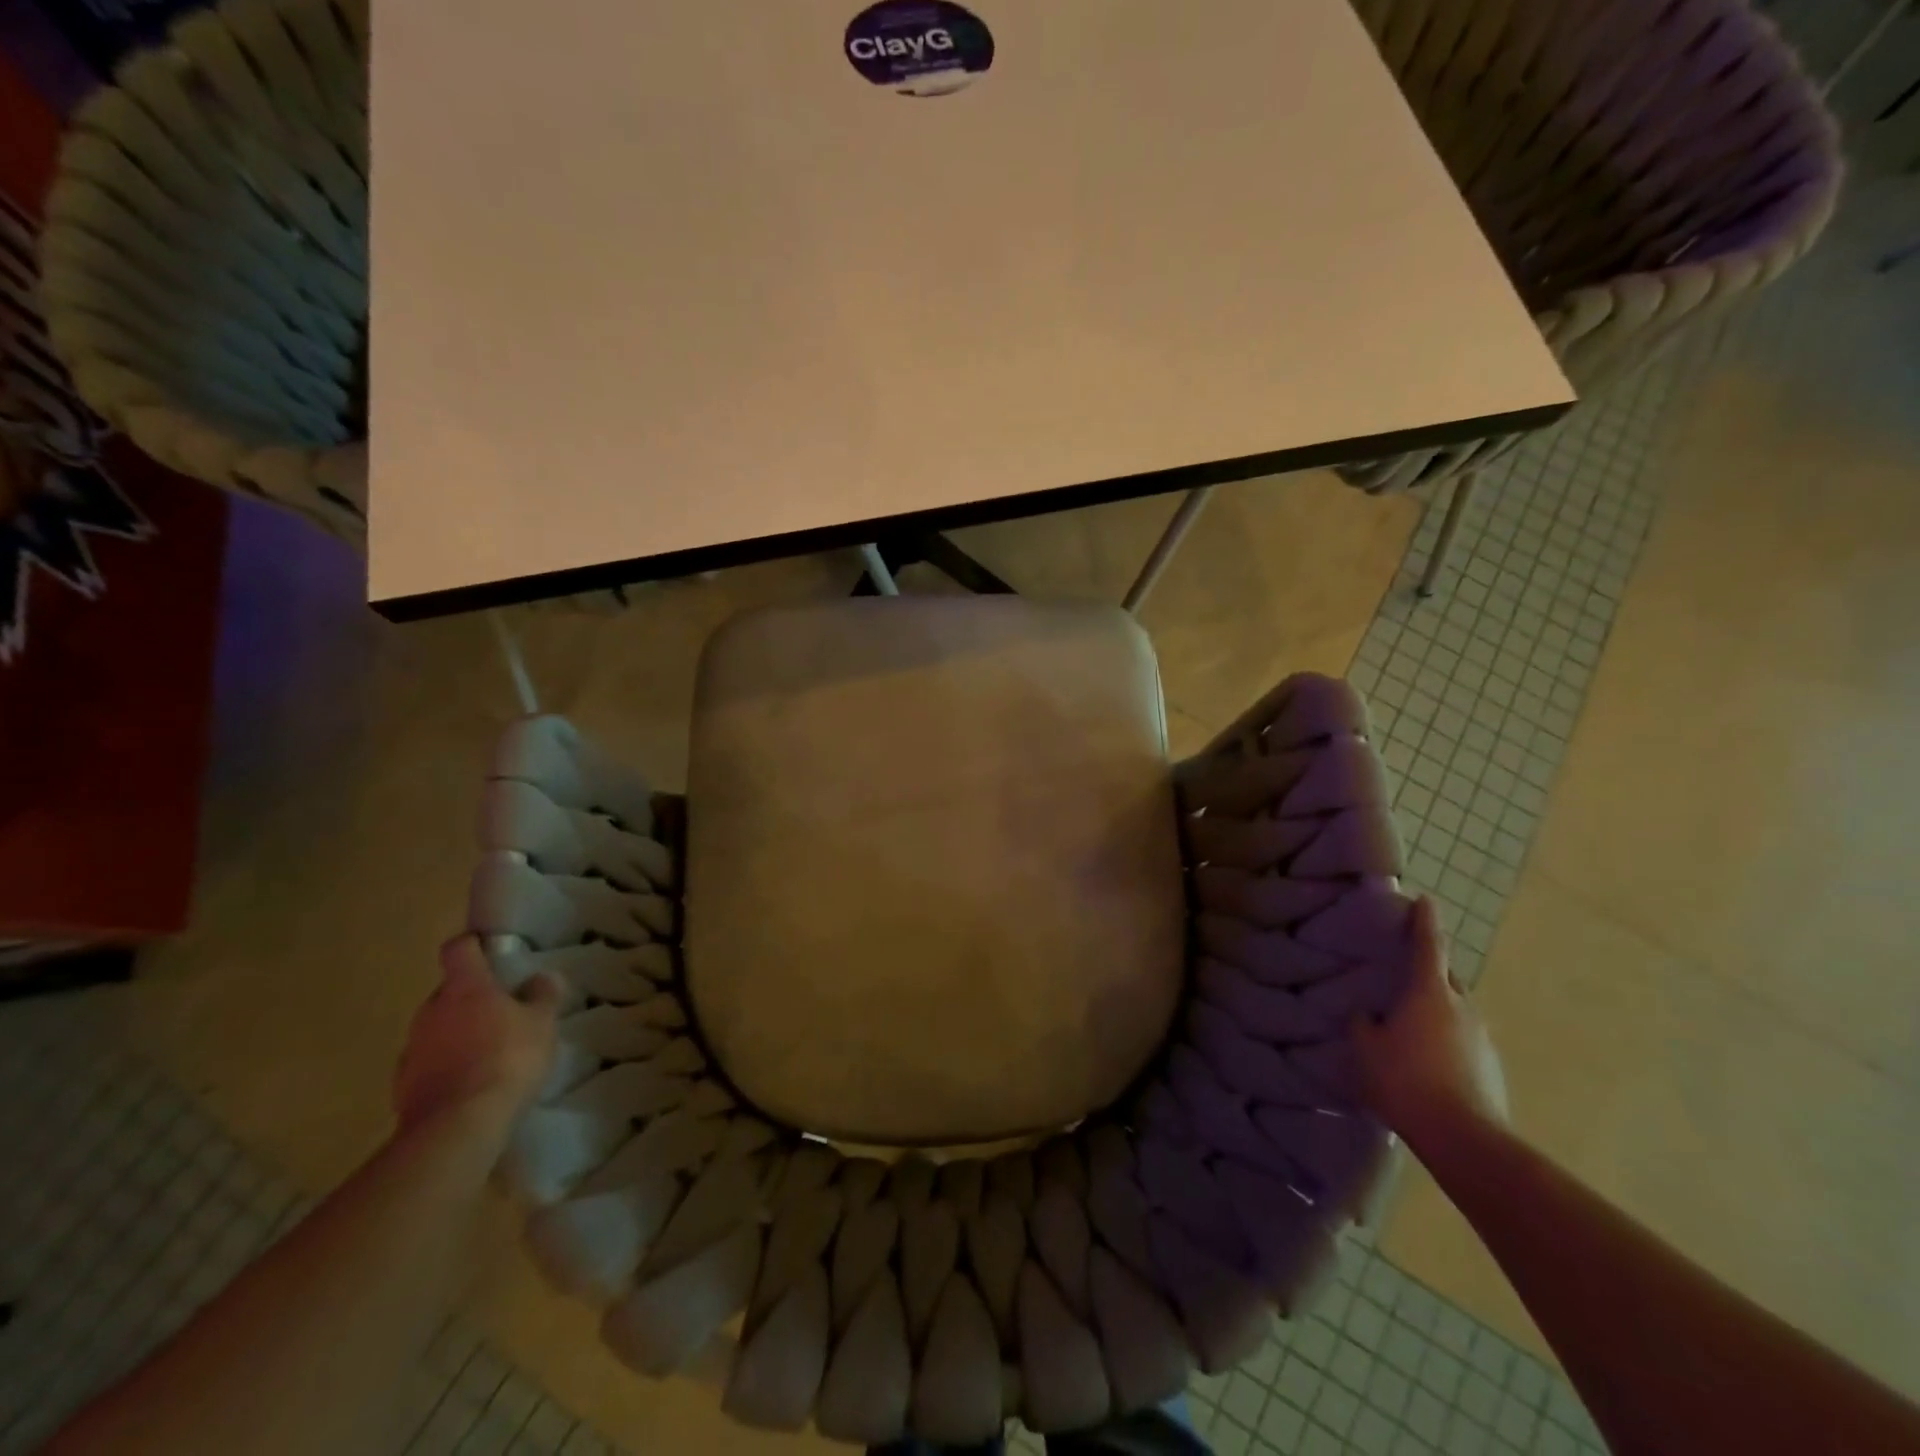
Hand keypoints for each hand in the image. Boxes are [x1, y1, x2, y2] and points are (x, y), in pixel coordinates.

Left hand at [393, 936, 560, 1134]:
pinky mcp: (403, 1086)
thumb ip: (542, 996)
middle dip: (471, 997)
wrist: (457, 1126)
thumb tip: (541, 977)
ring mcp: (412, 1049)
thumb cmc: (507, 1059)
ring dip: (457, 1033)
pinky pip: (428, 1064)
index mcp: (464, 987)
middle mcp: (431, 1011)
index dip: (473, 945)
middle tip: (502, 1010)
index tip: (489, 949)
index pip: (459, 949)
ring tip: (488, 1052)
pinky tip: (470, 1084)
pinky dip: (446, 1067)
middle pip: (448, 991)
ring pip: (437, 1029)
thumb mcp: (542, 1023)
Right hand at [1353, 897, 1507, 1147]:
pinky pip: (1462, 1041)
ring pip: (1456, 1011)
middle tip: (1404, 974)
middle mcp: (1462, 1007)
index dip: (1425, 921)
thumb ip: (1364, 1024)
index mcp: (1430, 993)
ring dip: (1436, 1011)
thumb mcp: (1367, 1049)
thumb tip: (1368, 1015)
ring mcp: (1482, 1039)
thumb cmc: (1407, 1081)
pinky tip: (1427, 1062)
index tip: (1425, 899)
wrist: (1465, 1139)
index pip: (1428, 946)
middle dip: (1428, 971)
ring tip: (1411, 1026)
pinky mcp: (1491, 1068)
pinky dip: (1445, 1040)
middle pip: (1446, 979)